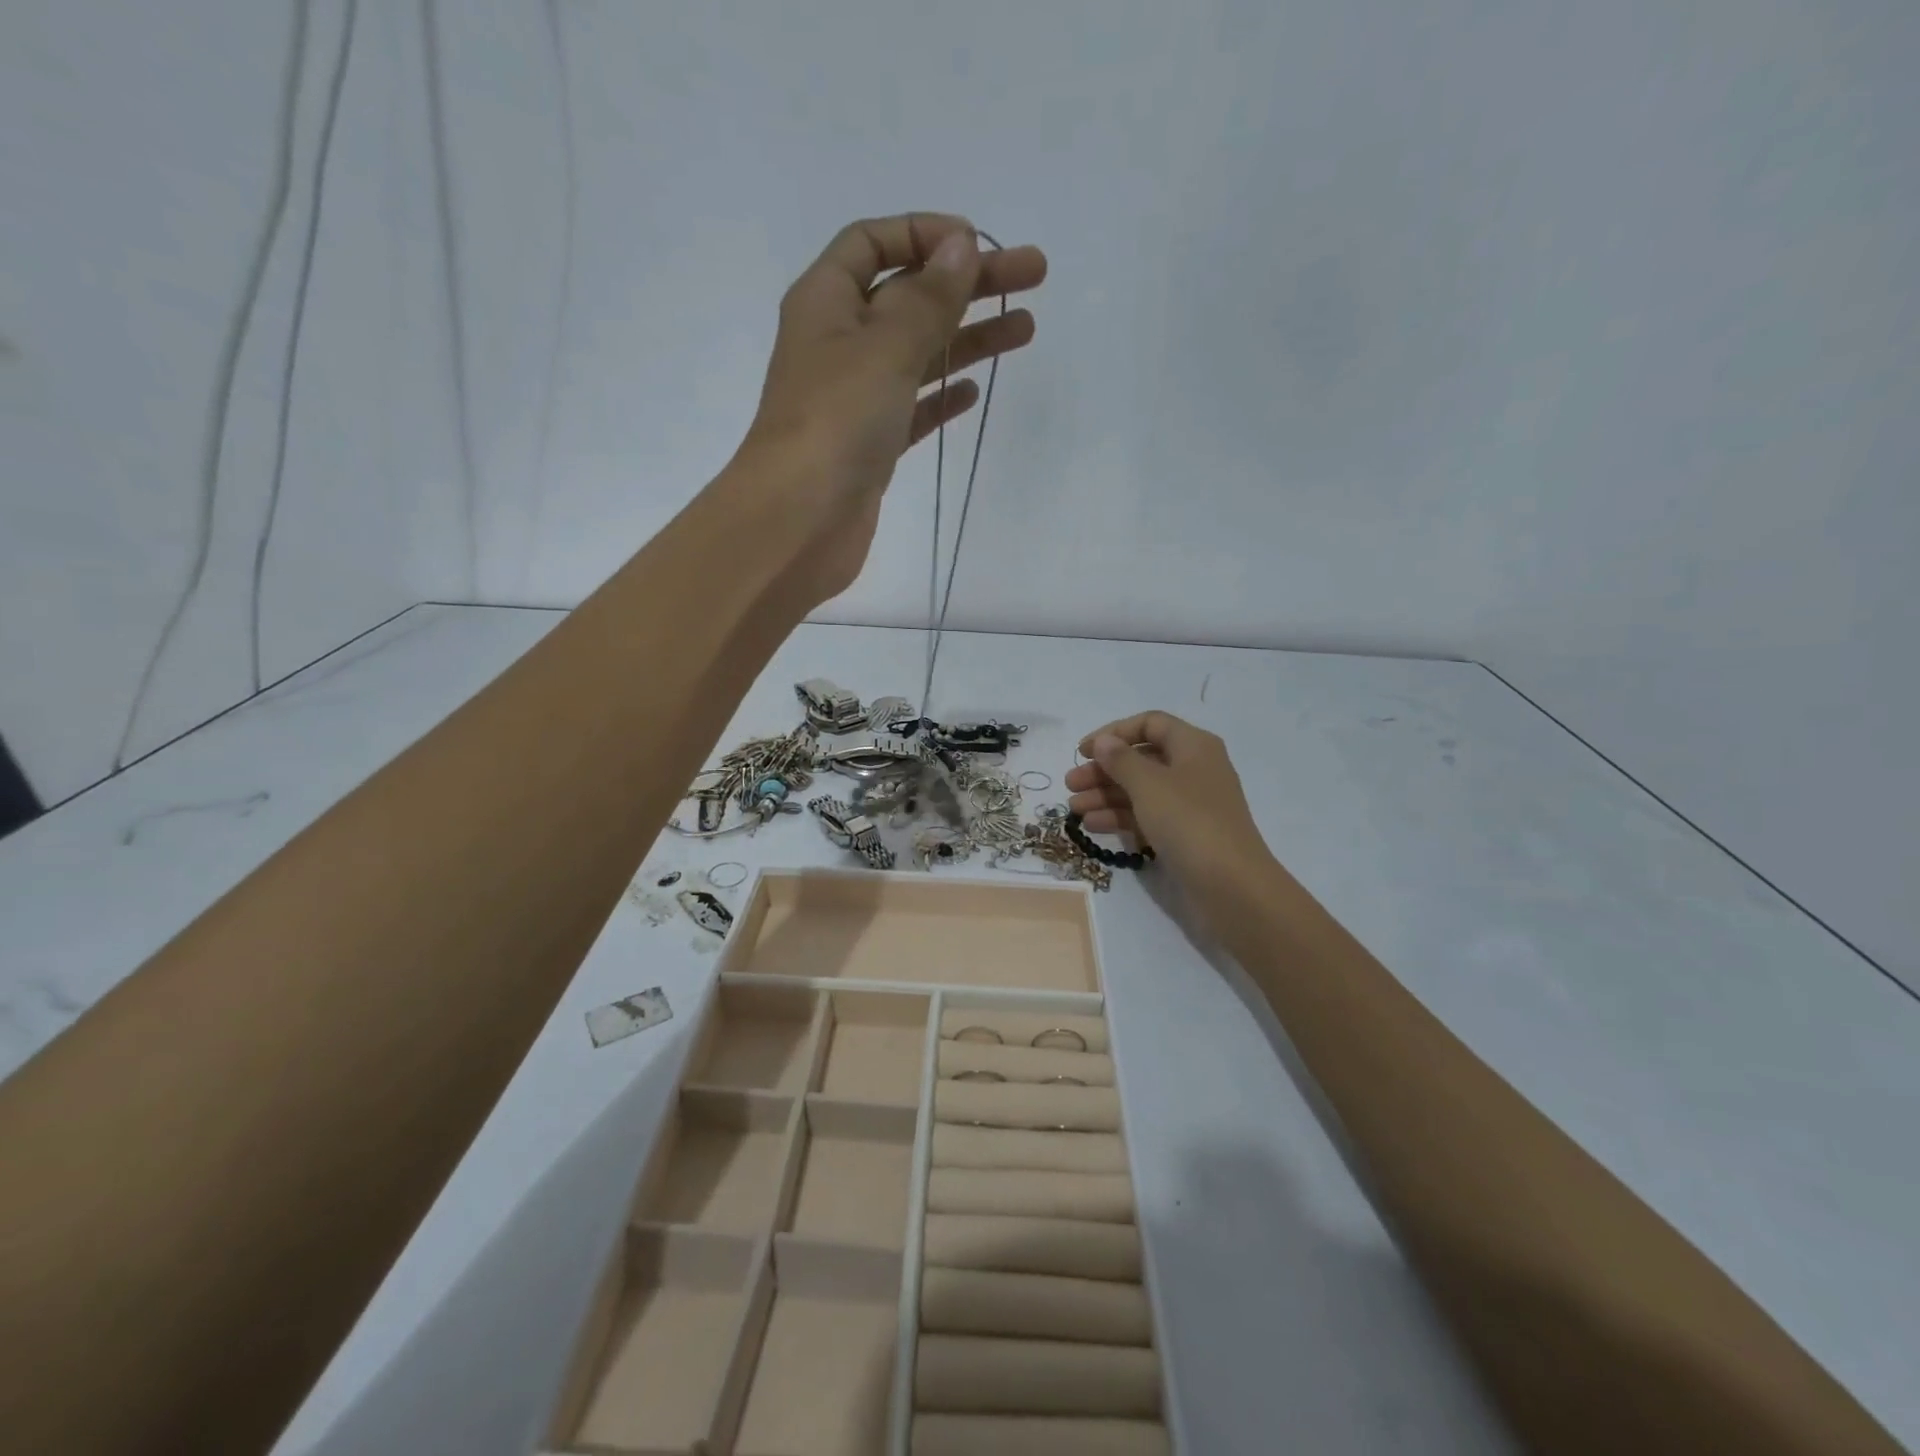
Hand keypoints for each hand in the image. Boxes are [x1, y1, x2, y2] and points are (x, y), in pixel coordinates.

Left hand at [735, 213, 1046, 605]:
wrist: (799, 523)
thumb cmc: (835, 423)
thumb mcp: (884, 347)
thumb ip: (927, 299)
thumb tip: (962, 245)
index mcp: (825, 302)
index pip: (873, 243)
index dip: (925, 234)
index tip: (979, 245)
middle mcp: (838, 344)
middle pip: (908, 297)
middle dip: (967, 284)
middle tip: (1034, 276)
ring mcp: (855, 400)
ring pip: (918, 354)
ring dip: (967, 338)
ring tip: (1024, 330)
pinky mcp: (871, 447)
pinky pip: (913, 408)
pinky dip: (942, 396)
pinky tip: (972, 391)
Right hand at [1064, 712, 1276, 925]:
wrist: (1232, 887)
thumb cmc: (1189, 823)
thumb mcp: (1149, 785)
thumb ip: (1121, 760)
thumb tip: (1104, 741)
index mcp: (1193, 746)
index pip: (1150, 724)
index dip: (1115, 733)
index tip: (1084, 750)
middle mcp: (1193, 769)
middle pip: (1142, 759)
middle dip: (1104, 770)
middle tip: (1071, 784)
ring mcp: (1190, 804)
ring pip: (1141, 790)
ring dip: (1106, 796)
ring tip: (1075, 810)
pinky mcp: (1184, 835)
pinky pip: (1147, 816)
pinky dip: (1120, 818)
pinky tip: (1093, 826)